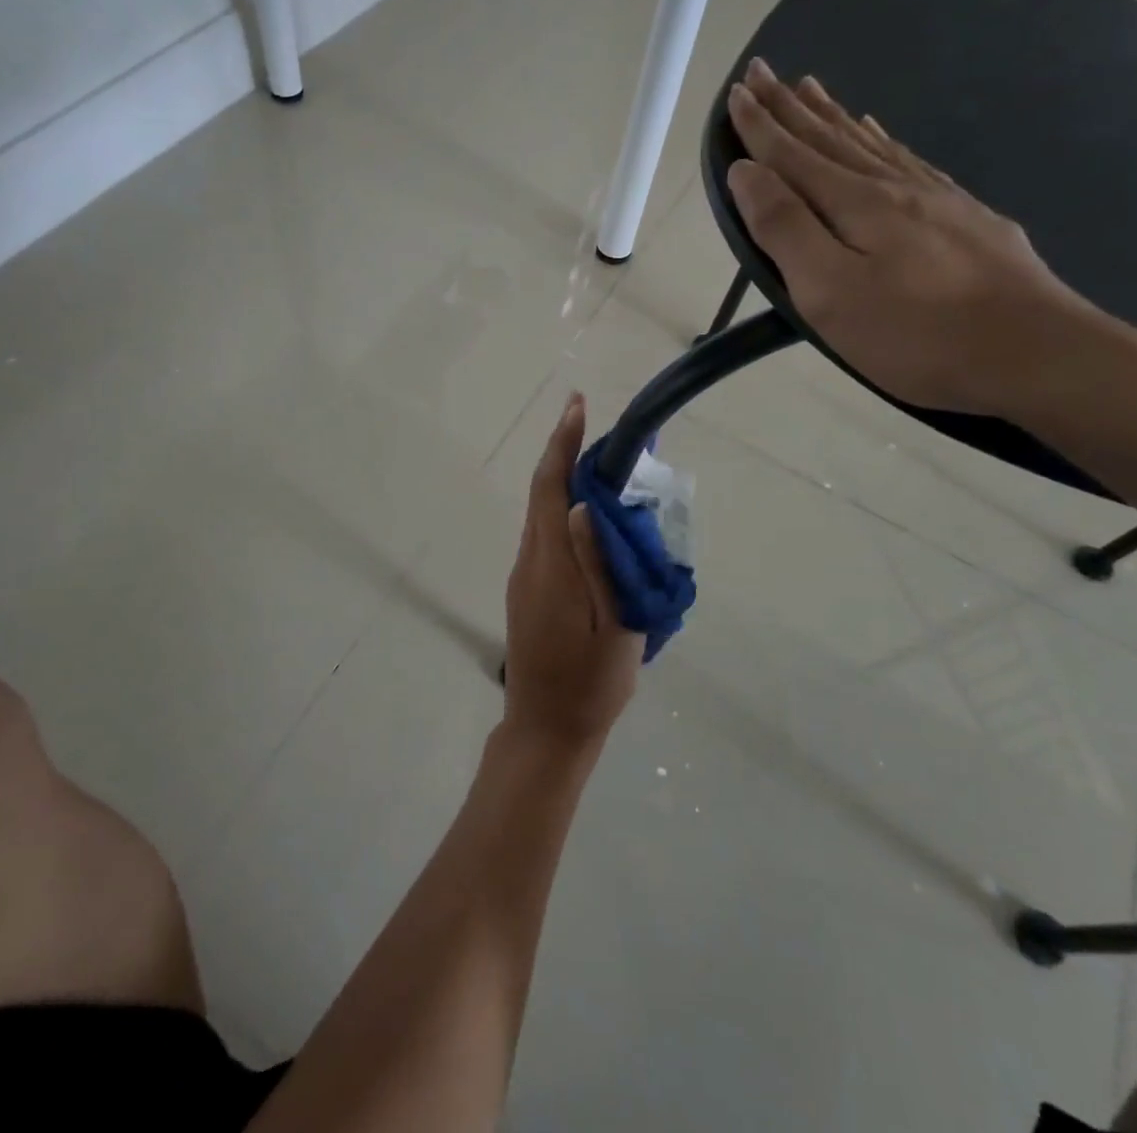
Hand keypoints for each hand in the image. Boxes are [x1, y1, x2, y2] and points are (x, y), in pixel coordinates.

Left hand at [503, 394, 642, 748]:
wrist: (546, 730)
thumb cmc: (590, 684)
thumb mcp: (613, 628)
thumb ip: (599, 564)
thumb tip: (584, 504)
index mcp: (550, 566)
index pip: (551, 489)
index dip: (562, 444)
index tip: (576, 406)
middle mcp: (529, 561)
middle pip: (543, 493)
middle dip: (565, 453)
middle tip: (597, 428)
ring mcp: (524, 577)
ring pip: (543, 514)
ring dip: (565, 481)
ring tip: (604, 467)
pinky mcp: (527, 591)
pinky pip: (545, 536)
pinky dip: (564, 511)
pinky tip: (592, 519)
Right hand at [725, 58, 1106, 418]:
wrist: (1036, 352)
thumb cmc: (916, 334)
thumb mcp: (831, 292)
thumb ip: (785, 229)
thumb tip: (746, 172)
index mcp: (854, 204)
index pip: (793, 155)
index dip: (761, 125)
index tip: (736, 91)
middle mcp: (891, 187)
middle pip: (830, 138)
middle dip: (789, 107)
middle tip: (762, 70)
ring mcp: (934, 197)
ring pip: (868, 143)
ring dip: (831, 115)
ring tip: (809, 87)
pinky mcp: (964, 215)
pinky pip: (907, 159)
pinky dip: (880, 138)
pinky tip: (876, 129)